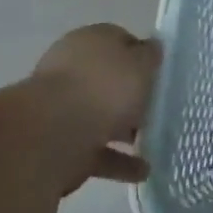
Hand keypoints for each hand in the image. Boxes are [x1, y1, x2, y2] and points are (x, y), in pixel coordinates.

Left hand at [28, 24, 161, 189]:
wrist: (52, 135)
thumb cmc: (103, 88)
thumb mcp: (140, 63)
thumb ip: (149, 56)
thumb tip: (151, 48)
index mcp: (90, 41)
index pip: (120, 41)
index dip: (142, 56)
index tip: (160, 74)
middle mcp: (73, 70)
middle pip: (109, 81)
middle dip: (132, 97)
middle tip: (158, 109)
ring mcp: (63, 108)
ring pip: (102, 117)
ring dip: (127, 131)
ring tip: (156, 144)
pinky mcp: (60, 144)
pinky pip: (96, 150)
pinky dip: (119, 161)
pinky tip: (143, 171)